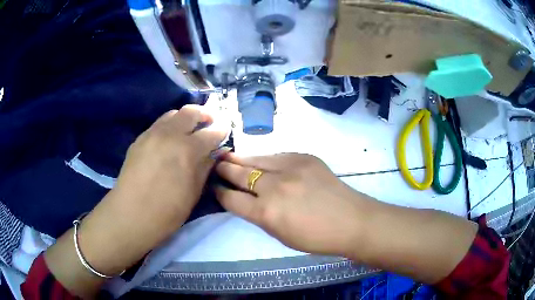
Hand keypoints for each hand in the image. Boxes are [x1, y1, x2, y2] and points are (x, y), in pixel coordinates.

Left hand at [76, 105, 227, 274]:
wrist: (131, 215)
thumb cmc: (167, 211)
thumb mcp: (194, 192)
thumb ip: (205, 167)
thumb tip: (213, 153)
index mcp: (188, 150)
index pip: (211, 132)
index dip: (221, 130)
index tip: (225, 131)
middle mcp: (170, 135)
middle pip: (191, 112)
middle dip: (204, 114)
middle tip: (209, 123)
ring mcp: (152, 134)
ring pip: (173, 113)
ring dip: (185, 118)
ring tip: (188, 130)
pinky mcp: (140, 138)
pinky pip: (159, 124)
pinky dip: (169, 126)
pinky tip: (169, 140)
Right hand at [215, 153, 370, 256]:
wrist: (350, 220)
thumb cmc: (316, 237)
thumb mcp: (280, 235)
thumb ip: (260, 216)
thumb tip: (246, 200)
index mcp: (266, 213)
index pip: (232, 199)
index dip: (219, 192)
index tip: (214, 187)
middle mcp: (274, 187)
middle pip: (240, 174)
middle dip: (224, 169)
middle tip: (215, 165)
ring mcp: (290, 168)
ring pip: (256, 159)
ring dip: (240, 159)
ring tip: (228, 156)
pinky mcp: (304, 157)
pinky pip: (277, 155)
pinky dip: (265, 159)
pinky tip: (260, 160)